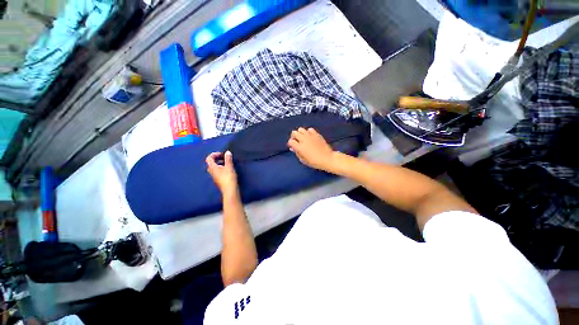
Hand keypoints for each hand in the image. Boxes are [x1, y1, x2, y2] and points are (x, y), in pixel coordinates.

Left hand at [206, 151, 237, 194]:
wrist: (230, 190)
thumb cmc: (228, 178)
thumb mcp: (229, 166)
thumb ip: (228, 159)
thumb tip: (227, 152)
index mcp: (212, 167)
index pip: (209, 158)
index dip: (214, 154)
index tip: (222, 154)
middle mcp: (211, 172)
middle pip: (211, 163)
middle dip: (217, 159)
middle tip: (224, 158)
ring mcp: (214, 177)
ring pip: (214, 168)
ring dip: (220, 164)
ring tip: (227, 164)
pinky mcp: (218, 180)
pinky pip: (217, 172)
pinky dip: (221, 169)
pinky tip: (228, 170)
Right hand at [287, 127, 335, 170]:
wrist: (327, 159)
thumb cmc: (314, 162)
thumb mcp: (303, 160)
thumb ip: (297, 153)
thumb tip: (293, 148)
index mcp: (300, 147)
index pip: (291, 141)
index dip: (290, 144)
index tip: (292, 146)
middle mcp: (304, 140)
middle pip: (294, 133)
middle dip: (293, 136)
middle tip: (296, 141)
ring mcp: (310, 136)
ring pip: (301, 129)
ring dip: (300, 133)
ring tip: (302, 138)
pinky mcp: (316, 134)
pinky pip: (310, 129)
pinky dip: (308, 132)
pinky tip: (310, 136)